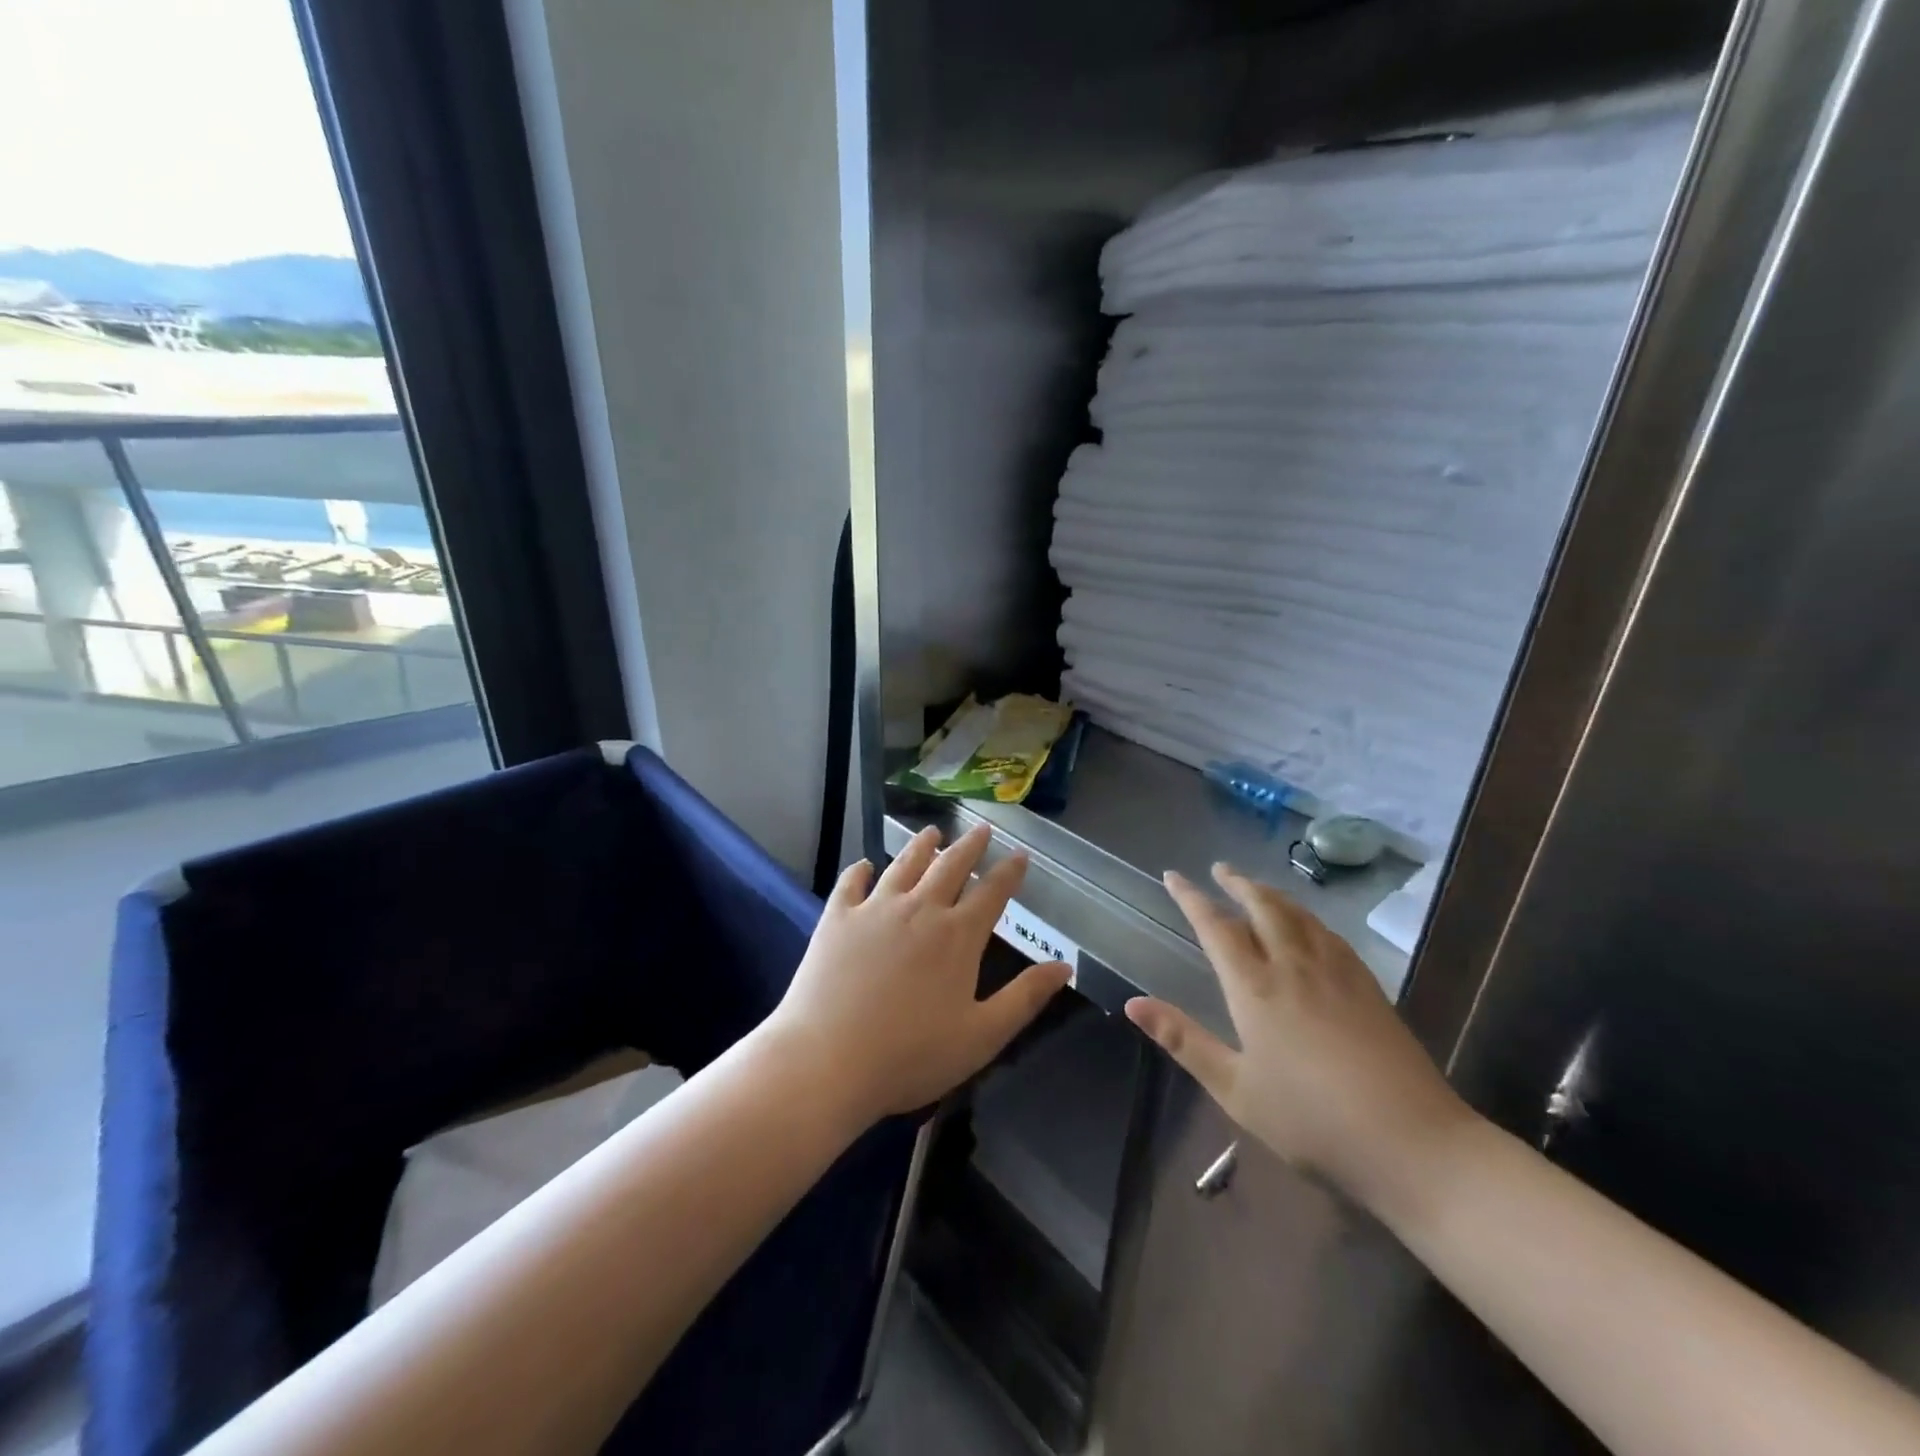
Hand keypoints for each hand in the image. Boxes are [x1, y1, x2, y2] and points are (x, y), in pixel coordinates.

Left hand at [767, 824, 1072, 1122]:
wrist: (828, 1060)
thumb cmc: (911, 1056)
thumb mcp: (981, 1036)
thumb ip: (1025, 997)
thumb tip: (1065, 967)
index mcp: (957, 936)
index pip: (992, 892)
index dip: (1009, 872)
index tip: (1020, 854)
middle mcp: (920, 909)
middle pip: (950, 866)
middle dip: (970, 846)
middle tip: (982, 829)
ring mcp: (875, 909)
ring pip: (904, 865)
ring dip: (922, 846)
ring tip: (932, 832)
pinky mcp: (837, 918)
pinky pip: (852, 883)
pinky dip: (861, 870)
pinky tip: (865, 865)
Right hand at [1126, 864, 1475, 1215]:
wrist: (1413, 1143)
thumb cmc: (1312, 1121)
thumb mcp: (1235, 1089)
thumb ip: (1184, 1040)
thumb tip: (1133, 1003)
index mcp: (1255, 988)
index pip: (1216, 927)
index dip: (1191, 898)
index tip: (1172, 876)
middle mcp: (1293, 966)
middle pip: (1262, 907)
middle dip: (1237, 883)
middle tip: (1220, 869)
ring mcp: (1336, 972)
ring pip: (1298, 914)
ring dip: (1272, 893)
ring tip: (1257, 887)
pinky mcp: (1368, 986)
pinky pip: (1329, 933)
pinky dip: (1306, 916)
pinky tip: (1309, 926)